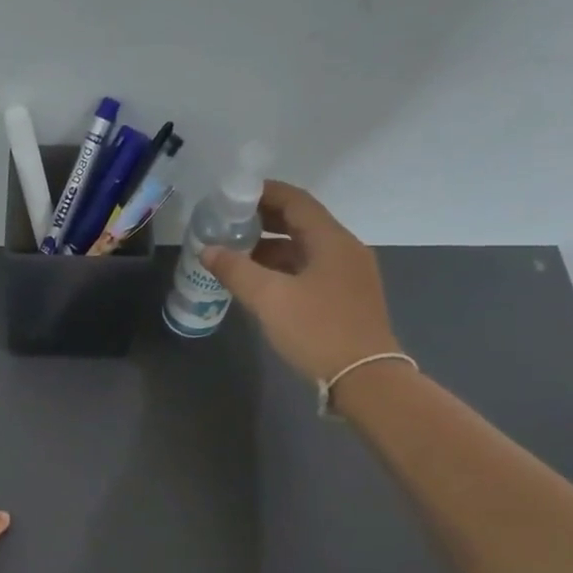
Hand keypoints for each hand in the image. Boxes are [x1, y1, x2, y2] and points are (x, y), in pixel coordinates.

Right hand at [200, 181, 400, 383]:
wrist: (365, 378)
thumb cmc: (317, 330)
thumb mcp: (269, 299)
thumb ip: (236, 270)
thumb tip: (208, 250)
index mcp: (331, 240)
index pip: (296, 201)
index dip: (264, 193)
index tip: (233, 195)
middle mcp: (344, 250)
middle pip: (302, 223)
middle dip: (264, 220)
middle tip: (229, 223)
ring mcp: (349, 275)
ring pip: (305, 249)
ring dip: (272, 247)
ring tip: (237, 254)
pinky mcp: (346, 298)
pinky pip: (311, 270)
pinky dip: (284, 268)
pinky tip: (261, 282)